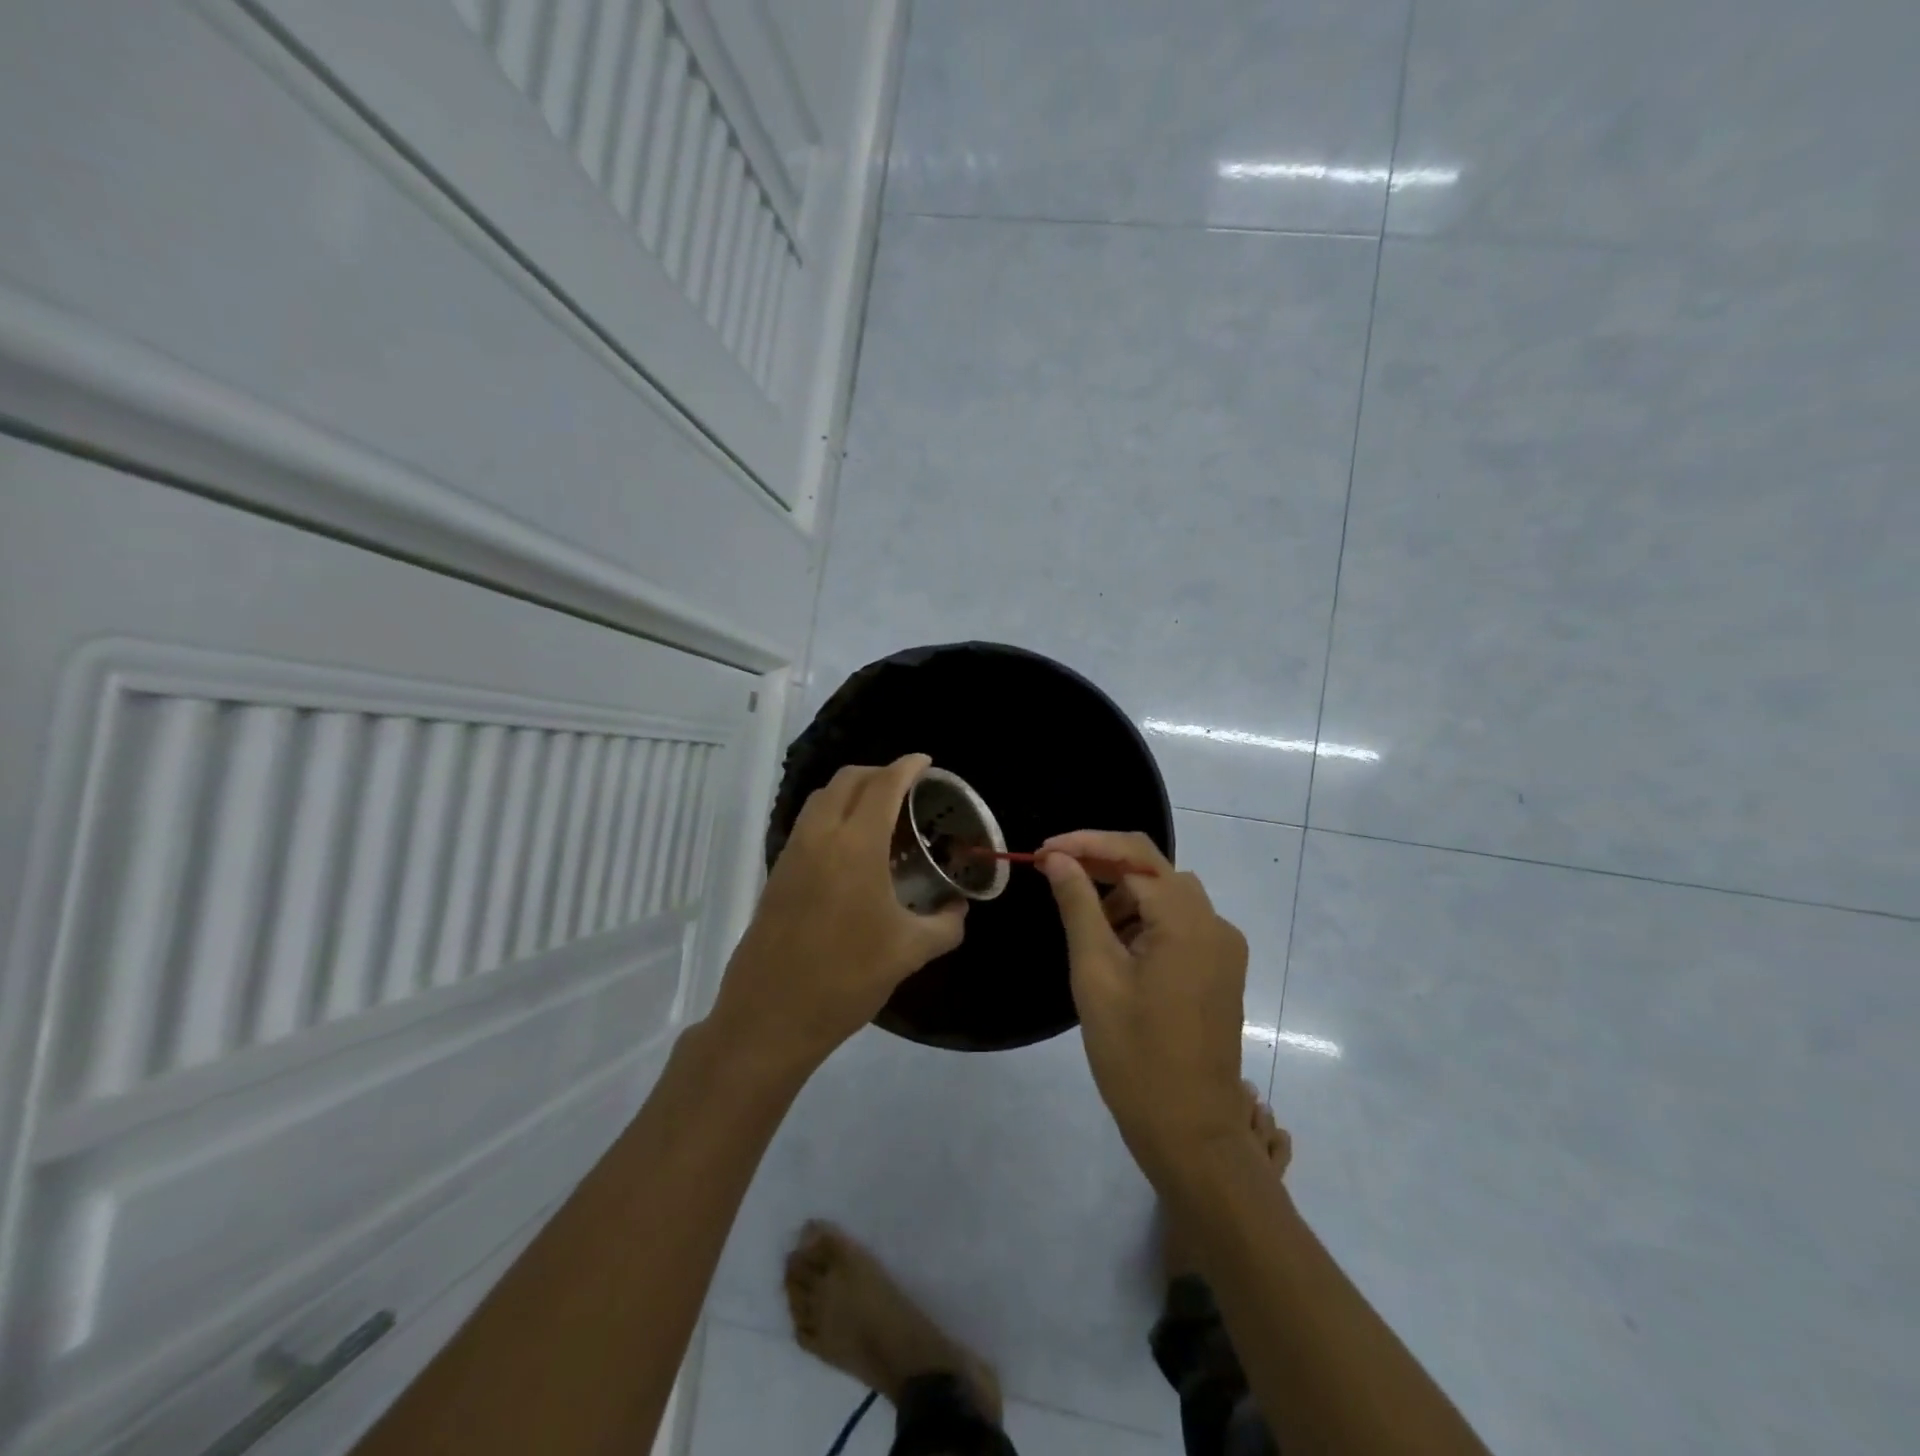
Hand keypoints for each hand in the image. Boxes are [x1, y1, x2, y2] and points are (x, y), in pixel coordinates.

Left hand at [708, 754, 966, 1075]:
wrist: (770, 1015)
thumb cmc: (846, 978)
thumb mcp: (909, 952)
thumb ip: (945, 924)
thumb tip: (959, 909)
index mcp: (856, 845)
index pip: (883, 785)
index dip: (907, 766)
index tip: (927, 762)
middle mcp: (820, 836)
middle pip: (848, 779)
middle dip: (879, 772)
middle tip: (908, 789)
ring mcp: (793, 852)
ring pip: (822, 798)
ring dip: (852, 791)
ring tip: (882, 815)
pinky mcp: (777, 872)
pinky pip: (809, 823)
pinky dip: (834, 815)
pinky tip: (854, 850)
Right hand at [1039, 831, 1248, 1181]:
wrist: (1190, 1132)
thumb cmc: (1135, 1055)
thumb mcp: (1095, 975)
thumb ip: (1079, 907)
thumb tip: (1059, 859)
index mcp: (1187, 921)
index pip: (1133, 855)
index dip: (1085, 845)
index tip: (1041, 853)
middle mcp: (1214, 923)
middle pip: (1153, 869)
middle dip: (1102, 866)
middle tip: (1054, 877)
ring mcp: (1223, 947)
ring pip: (1166, 895)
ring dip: (1122, 895)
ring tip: (1083, 923)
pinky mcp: (1220, 969)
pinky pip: (1179, 924)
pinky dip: (1144, 920)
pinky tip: (1115, 946)